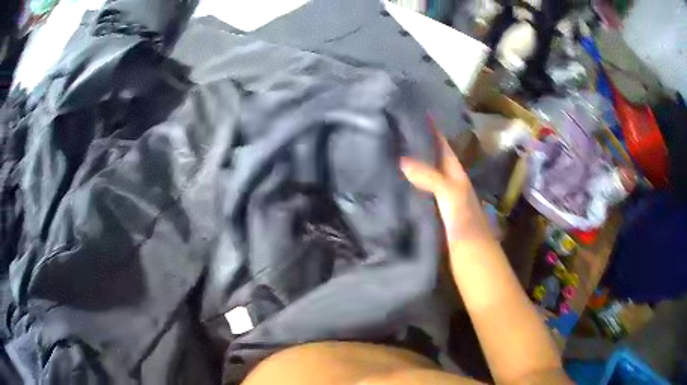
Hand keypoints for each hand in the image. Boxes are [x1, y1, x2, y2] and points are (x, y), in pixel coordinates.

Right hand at [400, 123, 494, 250]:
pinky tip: (393, 187)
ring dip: (410, 167)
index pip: (443, 147)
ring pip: (424, 179)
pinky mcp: (432, 217)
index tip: (415, 114)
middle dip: (417, 146)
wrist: (471, 259)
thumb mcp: (451, 194)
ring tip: (388, 154)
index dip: (433, 131)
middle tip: (393, 133)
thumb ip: (430, 177)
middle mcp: (449, 185)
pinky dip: (407, 189)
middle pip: (433, 161)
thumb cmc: (465, 224)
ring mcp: (440, 202)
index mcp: (456, 175)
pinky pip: (418, 197)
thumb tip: (402, 160)